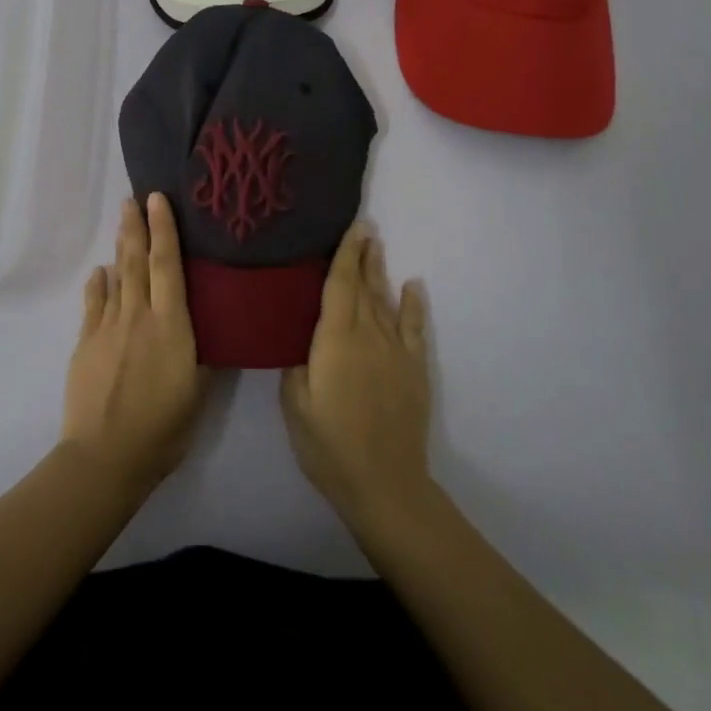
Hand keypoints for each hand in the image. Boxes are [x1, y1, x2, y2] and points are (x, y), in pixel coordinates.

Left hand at [61, 194, 207, 497]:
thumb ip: (200, 356)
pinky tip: (100, 274)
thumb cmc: (163, 429)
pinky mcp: (85, 344)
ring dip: (120, 249)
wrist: (105, 457)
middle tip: (133, 198)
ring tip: (122, 223)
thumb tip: (200, 332)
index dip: (164, 230)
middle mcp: (138, 317)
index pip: (168, 266)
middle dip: (136, 227)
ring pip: (115, 278)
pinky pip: (93, 305)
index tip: (158, 200)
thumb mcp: (198, 393)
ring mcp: (107, 328)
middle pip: (137, 262)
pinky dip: (98, 285)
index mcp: (171, 325)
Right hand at [280, 223, 430, 523]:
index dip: (345, 255)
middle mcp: (369, 336)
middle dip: (363, 256)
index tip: (352, 228)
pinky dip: (414, 304)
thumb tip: (302, 339)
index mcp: (336, 340)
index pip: (340, 286)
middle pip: (365, 287)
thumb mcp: (294, 404)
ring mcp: (396, 351)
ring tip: (378, 246)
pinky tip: (413, 286)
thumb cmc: (329, 445)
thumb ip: (296, 363)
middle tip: (364, 228)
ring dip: (381, 272)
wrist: (384, 482)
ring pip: (386, 301)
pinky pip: (415, 328)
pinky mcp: (414, 369)